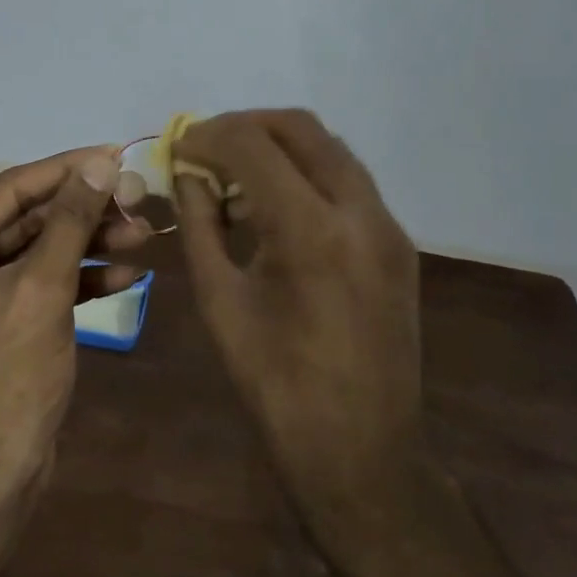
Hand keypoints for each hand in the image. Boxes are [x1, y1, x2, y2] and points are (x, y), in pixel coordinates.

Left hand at [0, 147, 148, 483]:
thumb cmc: (7, 373)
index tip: (115, 153)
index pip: (10, 190)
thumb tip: (101, 163)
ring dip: (90, 243)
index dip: (66, 170)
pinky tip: (126, 275)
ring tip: (144, 232)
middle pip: (28, 219)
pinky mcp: (4, 319)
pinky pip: (44, 284)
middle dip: (86, 211)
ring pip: (42, 251)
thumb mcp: (42, 287)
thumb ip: (70, 220)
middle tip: (139, 198)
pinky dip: (82, 278)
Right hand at [174, 110, 425, 532]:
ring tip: (235, 179)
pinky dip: (306, 175)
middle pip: (301, 127)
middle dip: (246, 126)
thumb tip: (187, 175)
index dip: (208, 136)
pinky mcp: (398, 244)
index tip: (178, 147)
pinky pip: (348, 182)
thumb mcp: (219, 300)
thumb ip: (200, 224)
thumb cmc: (275, 384)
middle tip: (206, 148)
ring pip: (330, 149)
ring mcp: (388, 226)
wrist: (360, 450)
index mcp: (311, 231)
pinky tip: (274, 209)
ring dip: (278, 147)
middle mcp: (361, 212)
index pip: (253, 145)